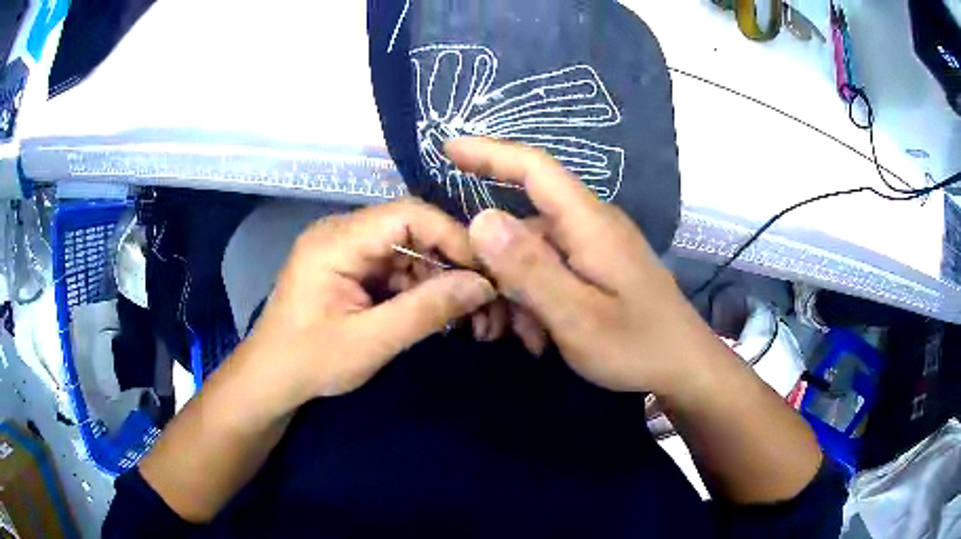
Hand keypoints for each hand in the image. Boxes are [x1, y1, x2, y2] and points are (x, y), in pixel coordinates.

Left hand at [238, 199, 496, 410]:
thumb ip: (426, 310)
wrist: (271, 379)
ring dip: (439, 281)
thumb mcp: (371, 341)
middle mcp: (341, 233)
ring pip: (409, 251)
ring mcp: (346, 250)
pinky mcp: (351, 269)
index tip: (485, 271)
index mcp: (336, 240)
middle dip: (451, 264)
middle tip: (484, 299)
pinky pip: (396, 268)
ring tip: (470, 316)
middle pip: (412, 230)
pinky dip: (420, 290)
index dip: (452, 236)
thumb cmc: (310, 362)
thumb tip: (483, 285)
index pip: (407, 214)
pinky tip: (441, 315)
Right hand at [448, 137, 709, 395]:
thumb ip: (529, 268)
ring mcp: (598, 246)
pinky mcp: (601, 266)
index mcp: (589, 223)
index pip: (535, 168)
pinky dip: (539, 298)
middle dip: (498, 266)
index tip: (448, 148)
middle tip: (487, 319)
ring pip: (537, 253)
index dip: (489, 153)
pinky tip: (542, 336)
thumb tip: (479, 218)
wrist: (685, 367)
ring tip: (525, 339)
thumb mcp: (576, 316)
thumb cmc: (637, 345)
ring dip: (519, 292)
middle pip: (526, 223)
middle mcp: (592, 224)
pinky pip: (555, 269)